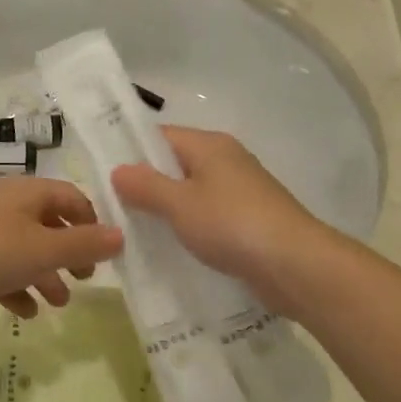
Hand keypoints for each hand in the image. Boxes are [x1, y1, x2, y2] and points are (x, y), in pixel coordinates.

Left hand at [0, 178, 122, 324]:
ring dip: (45, 274)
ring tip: (59, 304)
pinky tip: (24, 312)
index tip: (105, 254)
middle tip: (85, 279)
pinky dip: (15, 287)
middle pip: (48, 223)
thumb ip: (83, 244)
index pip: (71, 197)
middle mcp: (6, 205)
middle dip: (69, 252)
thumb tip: (121, 235)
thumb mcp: (42, 249)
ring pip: (24, 249)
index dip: (91, 222)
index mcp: (28, 192)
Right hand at [111, 127, 330, 295]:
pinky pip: (209, 216)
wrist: (296, 265)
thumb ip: (146, 186)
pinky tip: (173, 248)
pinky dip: (190, 227)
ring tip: (136, 233)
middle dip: (146, 185)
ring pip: (192, 193)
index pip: (160, 136)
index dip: (130, 152)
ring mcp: (240, 190)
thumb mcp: (180, 204)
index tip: (103, 176)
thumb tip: (118, 169)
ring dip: (168, 210)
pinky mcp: (249, 220)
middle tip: (114, 210)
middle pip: (175, 165)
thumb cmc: (232, 224)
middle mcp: (226, 160)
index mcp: (209, 145)